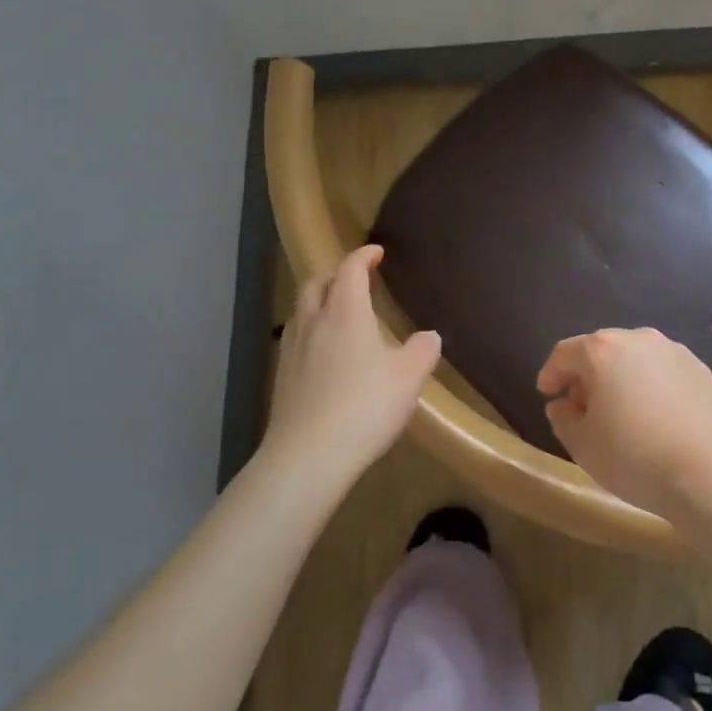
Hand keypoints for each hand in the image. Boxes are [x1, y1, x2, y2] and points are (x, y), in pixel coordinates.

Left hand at [262, 245, 440, 485]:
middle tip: (355, 279)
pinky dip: (311, 332)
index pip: (350, 269)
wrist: (307, 457)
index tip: (376, 253)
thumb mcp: (409, 378)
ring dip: (319, 302)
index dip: (363, 256)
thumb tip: (429, 336)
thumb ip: (422, 351)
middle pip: (317, 283)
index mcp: (346, 312)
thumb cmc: (364, 407)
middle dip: (336, 274)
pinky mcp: (282, 379)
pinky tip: (324, 355)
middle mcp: (314, 322)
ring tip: (338, 314)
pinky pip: (296, 339)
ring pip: (302, 310)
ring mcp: (292, 350)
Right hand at [536, 327, 711, 520]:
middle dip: (587, 375)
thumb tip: (563, 404)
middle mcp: (637, 338)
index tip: (547, 393)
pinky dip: (651, 384)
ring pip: (635, 357)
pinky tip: (654, 414)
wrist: (707, 475)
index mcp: (602, 350)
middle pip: (601, 350)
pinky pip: (663, 370)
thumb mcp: (583, 445)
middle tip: (582, 406)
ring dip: (621, 376)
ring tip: (620, 410)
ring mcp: (673, 350)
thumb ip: (563, 419)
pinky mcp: (700, 368)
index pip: (565, 353)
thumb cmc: (634, 458)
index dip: (551, 373)